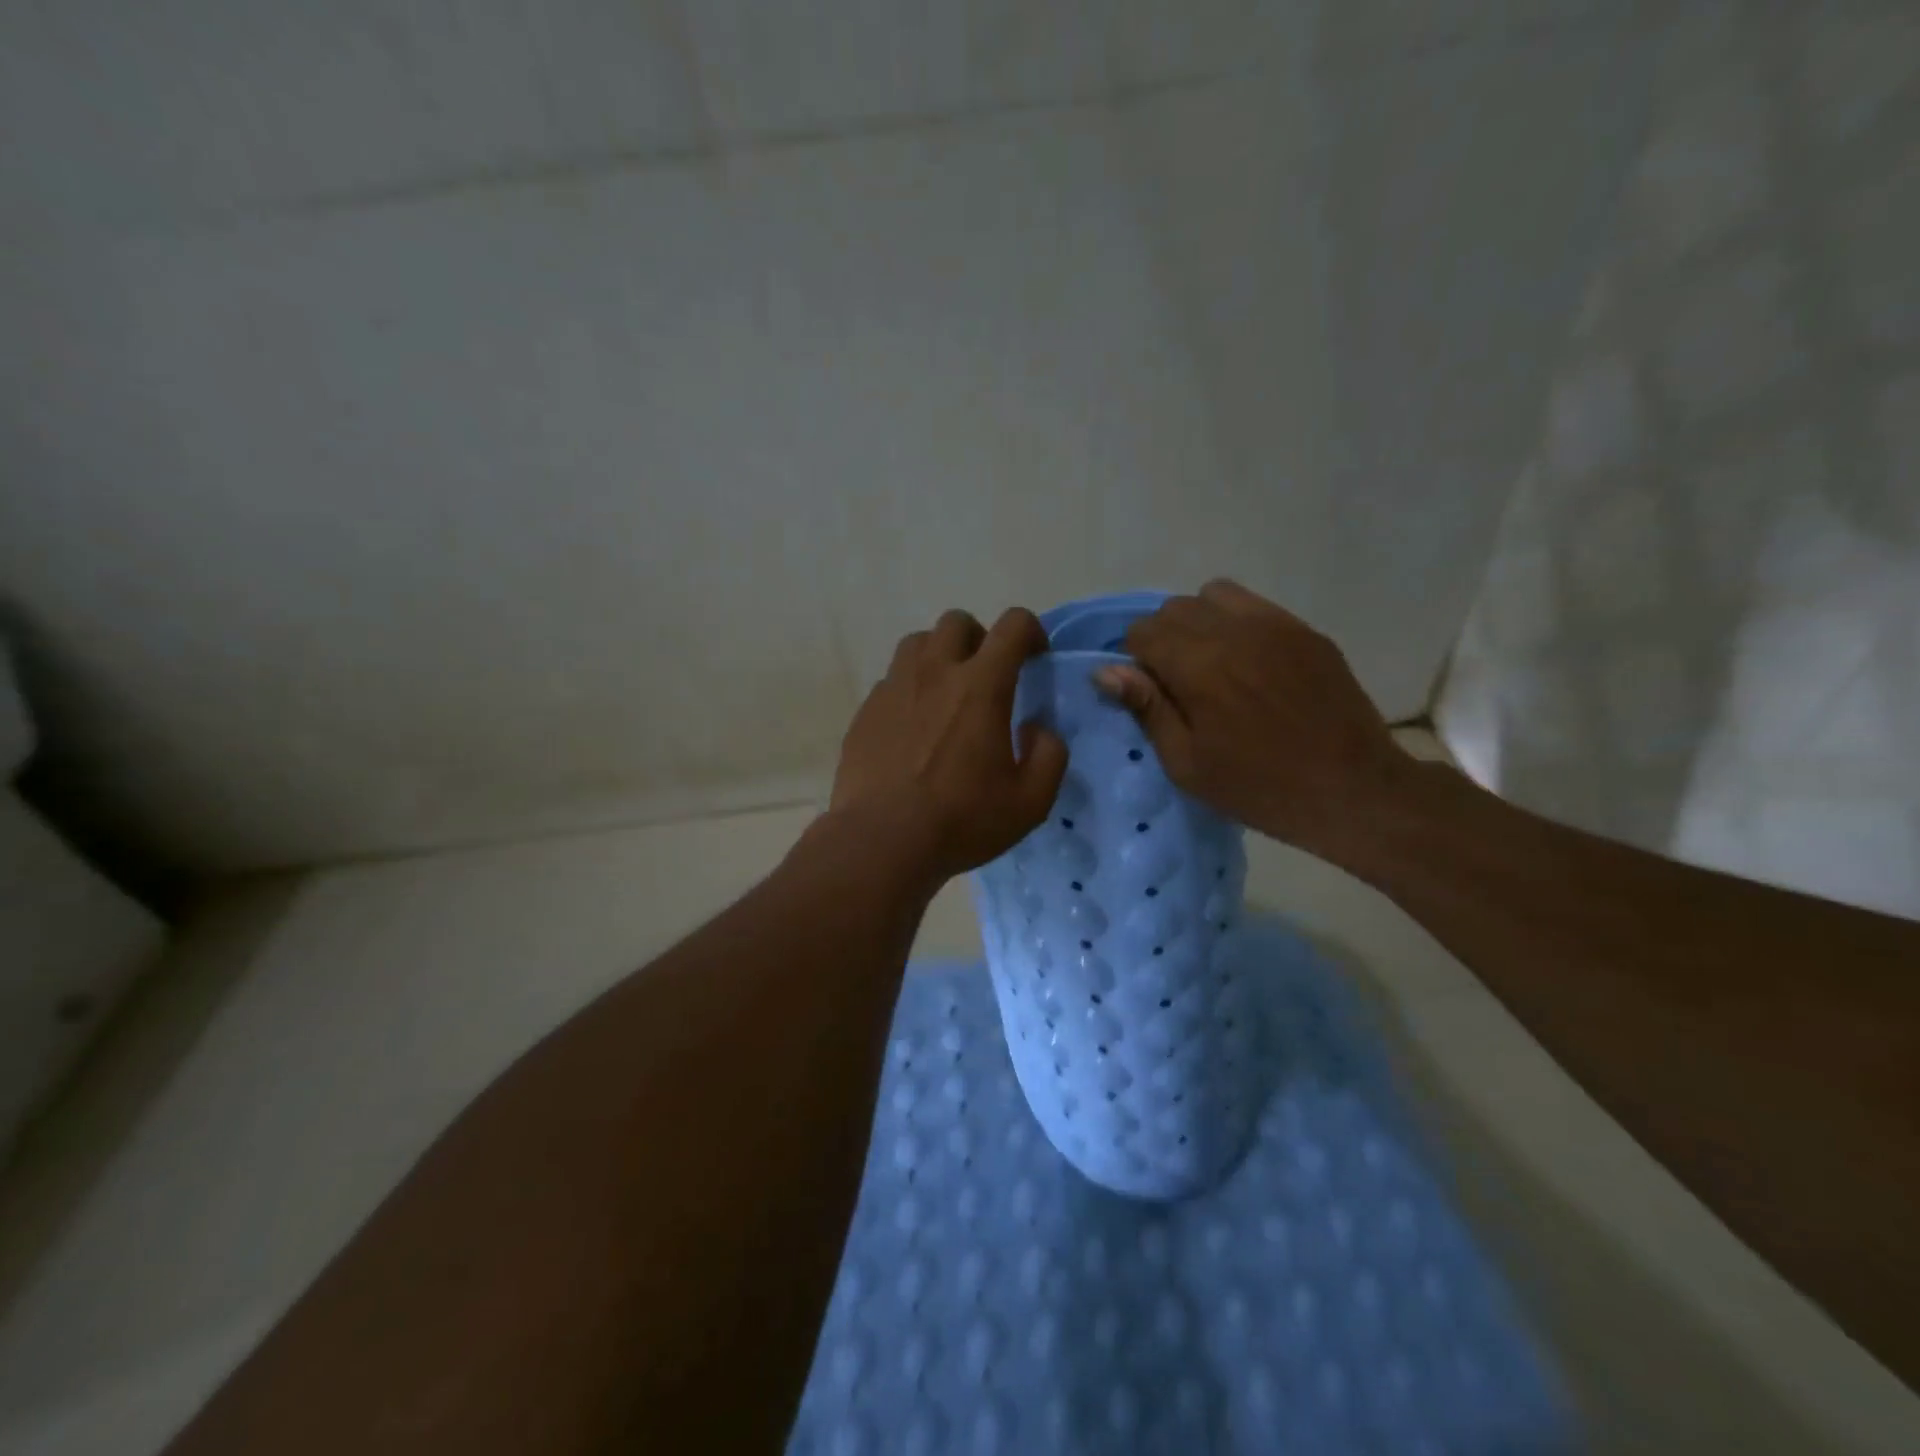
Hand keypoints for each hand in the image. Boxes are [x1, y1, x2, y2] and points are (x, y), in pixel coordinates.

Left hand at [830, 607, 1067, 884]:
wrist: (881, 840)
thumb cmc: (961, 820)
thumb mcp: (1030, 802)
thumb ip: (1049, 756)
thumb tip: (1037, 729)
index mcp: (980, 686)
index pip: (1012, 625)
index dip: (1031, 631)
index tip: (1035, 658)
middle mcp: (934, 672)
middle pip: (957, 622)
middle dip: (980, 638)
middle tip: (987, 677)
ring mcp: (893, 688)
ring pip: (917, 642)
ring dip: (939, 656)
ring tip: (946, 693)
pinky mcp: (866, 710)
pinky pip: (891, 680)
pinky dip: (909, 689)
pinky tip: (913, 727)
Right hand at [1093, 580, 1411, 864]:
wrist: (1352, 790)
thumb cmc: (1258, 787)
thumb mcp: (1187, 763)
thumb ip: (1147, 708)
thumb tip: (1105, 670)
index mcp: (1198, 666)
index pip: (1142, 631)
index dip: (1136, 660)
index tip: (1151, 693)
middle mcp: (1232, 631)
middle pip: (1174, 609)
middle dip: (1163, 639)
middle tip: (1180, 684)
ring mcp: (1275, 625)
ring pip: (1213, 595)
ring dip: (1199, 622)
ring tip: (1213, 664)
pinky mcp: (1304, 630)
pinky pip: (1254, 604)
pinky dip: (1236, 622)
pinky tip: (1249, 662)